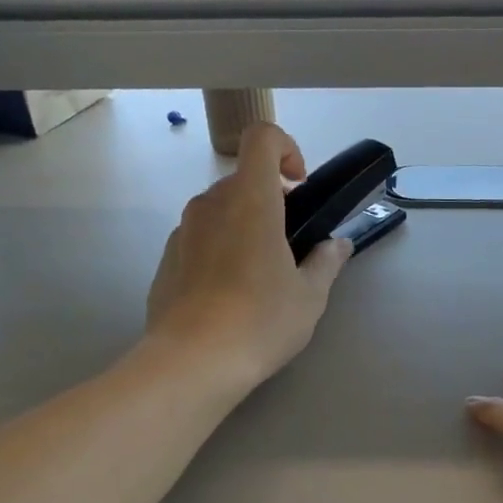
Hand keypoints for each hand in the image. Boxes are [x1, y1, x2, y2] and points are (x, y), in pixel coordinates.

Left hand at [145, 123, 351, 389]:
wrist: (192, 363)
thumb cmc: (260, 321)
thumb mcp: (309, 296)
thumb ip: (326, 261)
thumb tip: (337, 245)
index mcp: (250, 200)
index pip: (262, 139)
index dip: (286, 149)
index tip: (299, 186)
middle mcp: (211, 205)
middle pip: (243, 180)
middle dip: (271, 200)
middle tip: (290, 245)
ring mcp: (182, 232)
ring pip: (220, 211)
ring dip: (244, 226)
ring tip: (260, 276)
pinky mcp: (165, 260)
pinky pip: (199, 239)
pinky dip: (219, 250)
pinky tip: (229, 296)